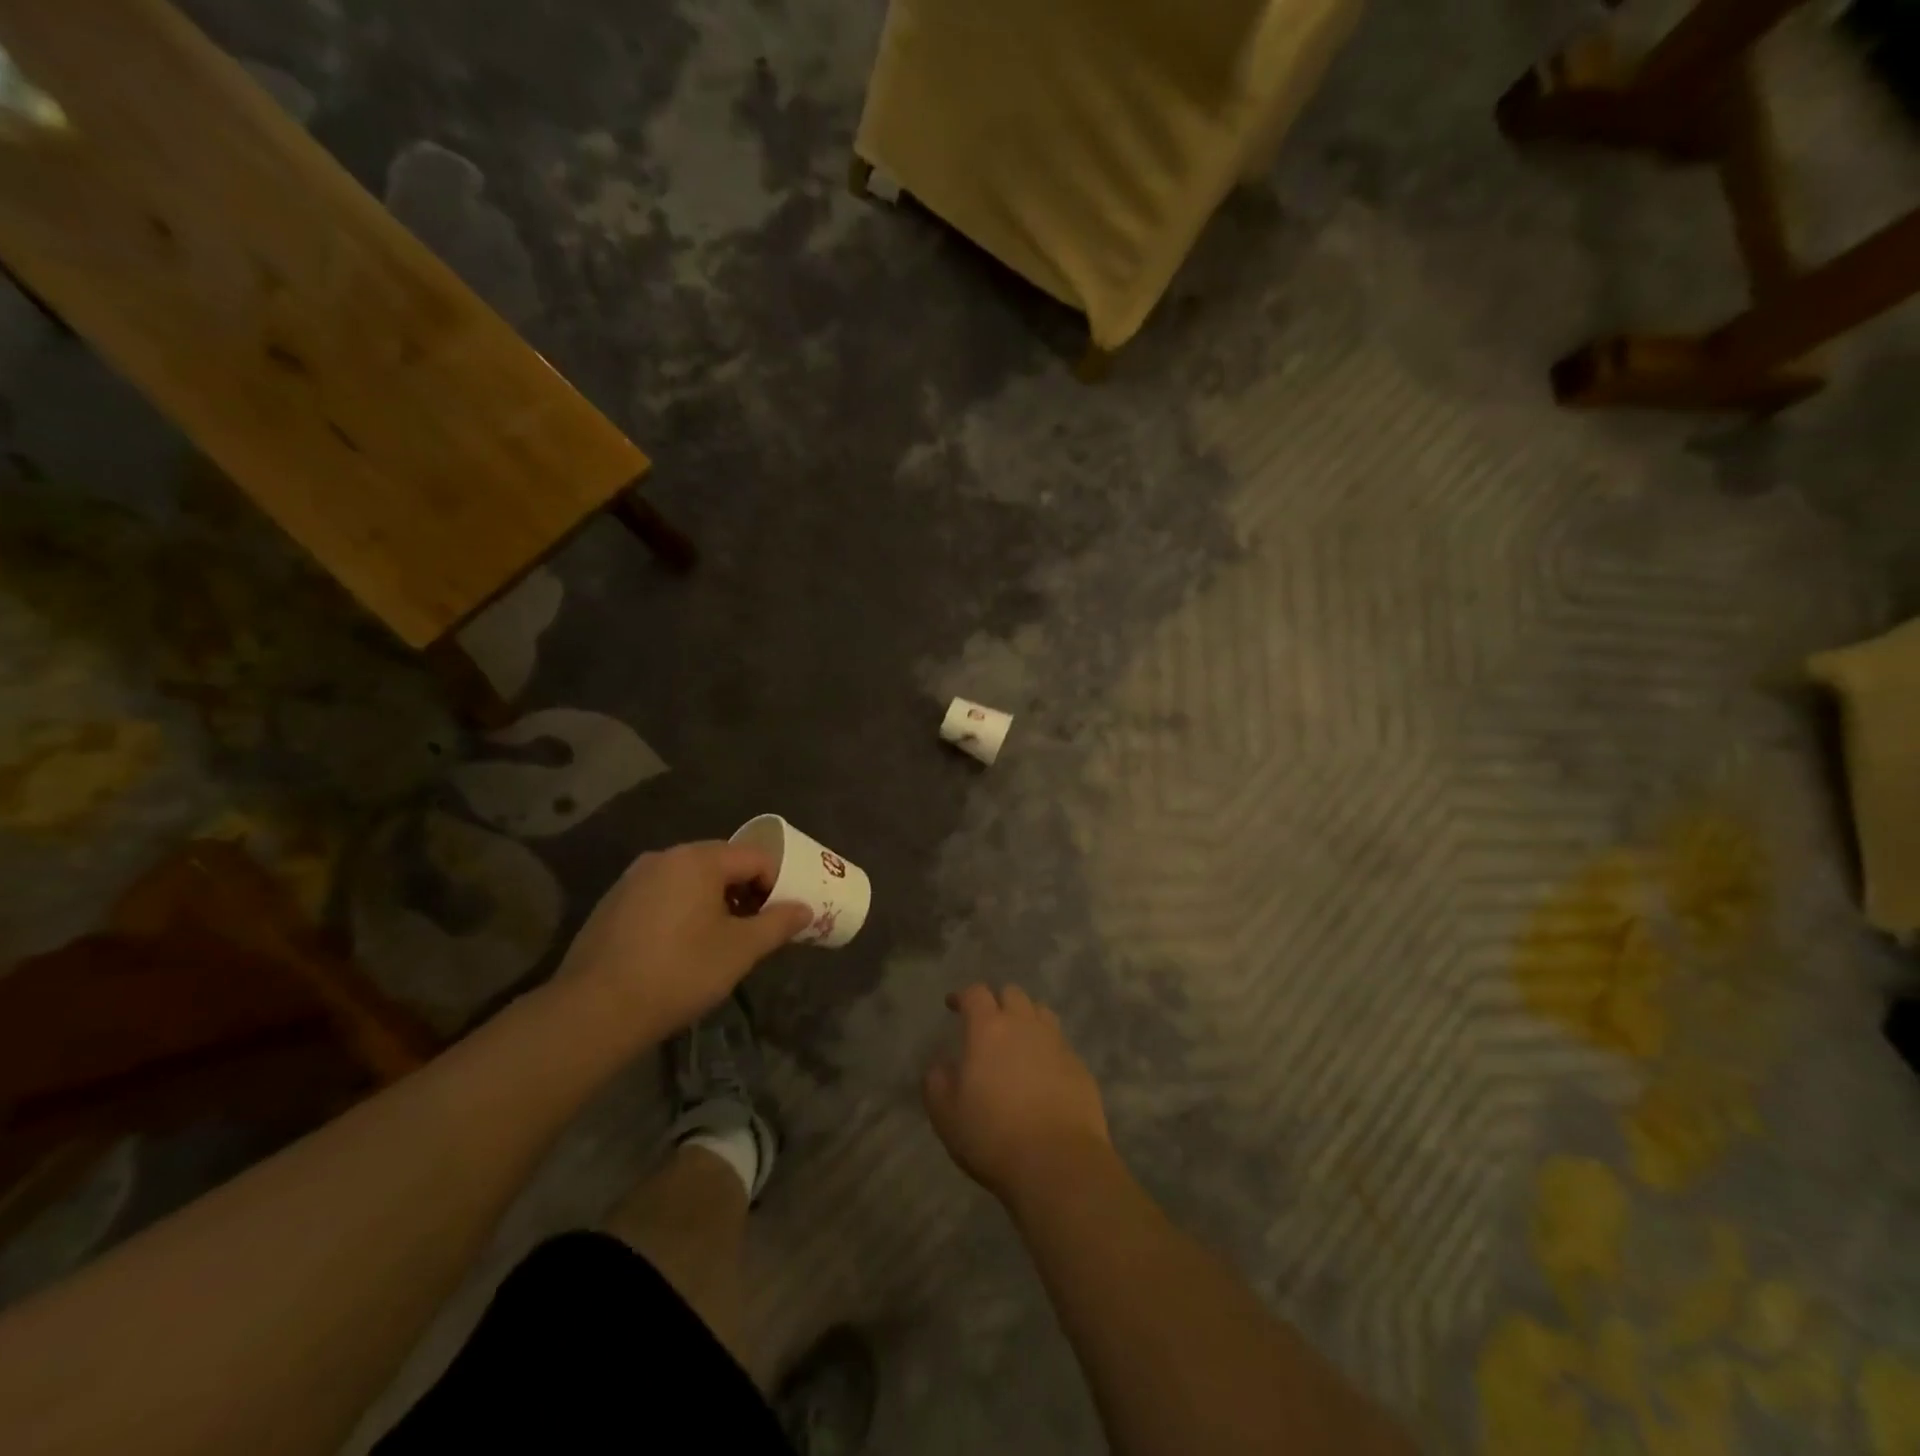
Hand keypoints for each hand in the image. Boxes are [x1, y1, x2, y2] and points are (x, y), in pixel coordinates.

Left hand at [559, 841, 811, 1040]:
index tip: (782, 916)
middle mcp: (664, 857)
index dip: (777, 883)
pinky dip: (682, 910)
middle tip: (757, 927)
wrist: (594, 1010)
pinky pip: (662, 895)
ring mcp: (633, 879)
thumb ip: (778, 923)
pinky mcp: (613, 903)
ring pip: (690, 879)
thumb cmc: (679, 972)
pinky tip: (681, 947)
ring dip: (714, 901)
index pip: (755, 857)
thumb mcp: (741, 950)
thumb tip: (804, 909)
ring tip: (722, 940)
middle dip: (746, 891)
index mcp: (698, 859)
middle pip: (721, 863)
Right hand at [923, 984, 1111, 1202]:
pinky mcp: (1080, 1066)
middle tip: (988, 1023)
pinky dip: (1048, 1048)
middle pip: (1012, 993)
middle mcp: (1024, 1025)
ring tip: (1018, 1041)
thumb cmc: (993, 1136)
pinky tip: (1043, 1073)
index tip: (954, 1004)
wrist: (1058, 1163)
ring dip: (1026, 1018)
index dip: (963, 995)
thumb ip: (937, 1082)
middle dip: (998, 1001)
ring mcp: (1056, 1043)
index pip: (976, 993)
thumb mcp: (946, 1115)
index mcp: (988, 1029)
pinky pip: (1060, 1043)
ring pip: (1041, 1012)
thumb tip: (940, 1065)